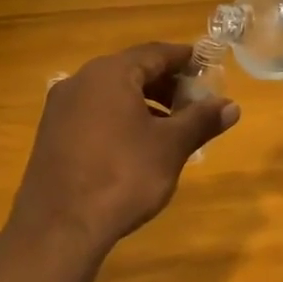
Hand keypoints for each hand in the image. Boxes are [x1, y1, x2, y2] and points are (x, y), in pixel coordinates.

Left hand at [11, 42, 239, 253]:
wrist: (58, 228)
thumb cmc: (122, 177)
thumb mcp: (170, 147)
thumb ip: (200, 121)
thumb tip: (231, 106)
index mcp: (110, 73)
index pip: (155, 53)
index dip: (184, 58)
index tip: (207, 67)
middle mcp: (80, 80)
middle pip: (131, 70)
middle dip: (166, 84)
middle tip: (194, 103)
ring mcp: (61, 107)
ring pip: (111, 93)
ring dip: (144, 103)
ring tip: (170, 128)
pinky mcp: (51, 134)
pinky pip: (93, 113)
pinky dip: (119, 118)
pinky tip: (135, 145)